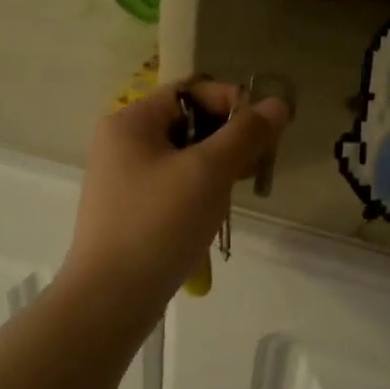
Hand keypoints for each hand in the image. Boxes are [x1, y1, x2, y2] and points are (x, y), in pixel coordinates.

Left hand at [61, 80, 290, 308]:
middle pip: (189, 122)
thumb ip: (246, 134)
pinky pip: (173, 184)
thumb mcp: (208, 172)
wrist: (111, 297)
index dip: (233, 104)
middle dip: (228, 140)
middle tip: (255, 169)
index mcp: (131, 120)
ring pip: (184, 156)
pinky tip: (213, 214)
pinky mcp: (130, 208)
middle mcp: (122, 142)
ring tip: (236, 193)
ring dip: (217, 167)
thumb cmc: (159, 224)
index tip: (264, 135)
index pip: (192, 91)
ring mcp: (123, 177)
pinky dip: (199, 190)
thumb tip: (278, 103)